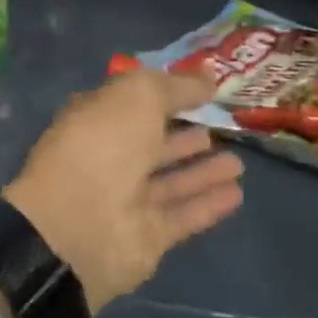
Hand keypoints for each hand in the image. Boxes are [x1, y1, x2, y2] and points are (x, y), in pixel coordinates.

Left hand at [4, 69, 242, 313]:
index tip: (202, 89)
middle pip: (154, 144)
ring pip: (172, 181)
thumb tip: (208, 80)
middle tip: (221, 126)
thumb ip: (177, 86)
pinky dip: (209, 203)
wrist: (79, 226)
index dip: (166, 93)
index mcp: (97, 119)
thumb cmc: (104, 144)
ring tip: (239, 162)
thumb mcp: (140, 95)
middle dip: (185, 136)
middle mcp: (110, 158)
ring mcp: (127, 200)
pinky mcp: (147, 237)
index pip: (135, 103)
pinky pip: (184, 215)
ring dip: (203, 171)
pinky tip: (238, 193)